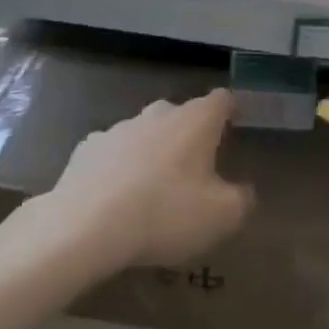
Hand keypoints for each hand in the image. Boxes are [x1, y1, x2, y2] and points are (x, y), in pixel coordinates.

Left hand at [0, 90, 254, 303]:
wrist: (83, 228)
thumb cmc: (165, 214)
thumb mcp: (221, 217)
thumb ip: (242, 200)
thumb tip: (245, 192)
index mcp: (197, 120)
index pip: (223, 100)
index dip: (231, 111)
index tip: (236, 128)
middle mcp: (161, 113)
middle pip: (183, 115)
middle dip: (189, 136)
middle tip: (194, 171)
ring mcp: (120, 127)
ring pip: (145, 133)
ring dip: (152, 152)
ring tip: (151, 191)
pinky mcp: (86, 149)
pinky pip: (112, 153)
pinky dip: (117, 168)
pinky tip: (113, 198)